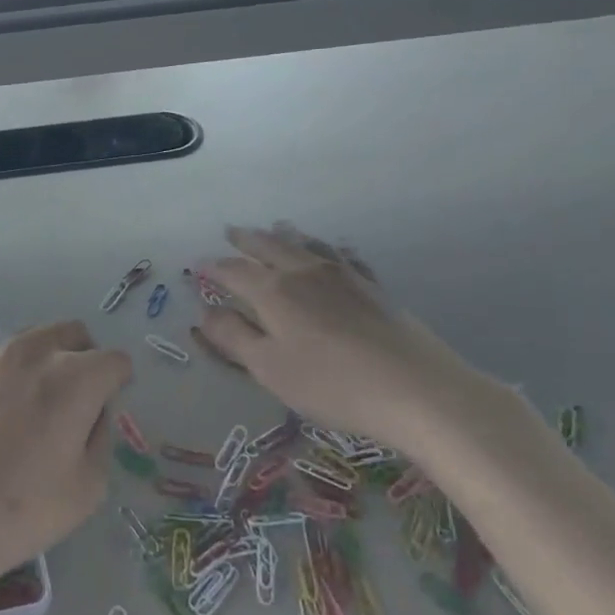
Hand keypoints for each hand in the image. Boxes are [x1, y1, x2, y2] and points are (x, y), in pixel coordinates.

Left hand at [0, 321, 129, 584]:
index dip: (117, 384)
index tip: (103, 411)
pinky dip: (4, 378)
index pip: (115, 360)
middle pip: (74, 334)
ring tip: (27, 411)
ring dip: (43, 363)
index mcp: (73, 378)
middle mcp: (33, 351)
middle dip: (83, 359)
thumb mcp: (87, 489)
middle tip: (71, 403)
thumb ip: (100, 436)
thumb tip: (90, 411)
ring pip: (32, 341)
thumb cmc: (18, 512)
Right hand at [197, 224, 510, 454]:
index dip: (213, 268)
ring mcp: (342, 275)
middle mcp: (304, 272)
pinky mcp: (372, 286)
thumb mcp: (270, 368)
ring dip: (285, 234)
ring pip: (306, 244)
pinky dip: (327, 247)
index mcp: (273, 291)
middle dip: (246, 239)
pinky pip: (342, 255)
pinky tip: (332, 249)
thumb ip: (234, 337)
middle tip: (231, 231)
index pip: (234, 271)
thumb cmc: (331, 383)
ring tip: (275, 226)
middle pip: (269, 247)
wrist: (416, 388)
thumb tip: (204, 312)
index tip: (198, 264)